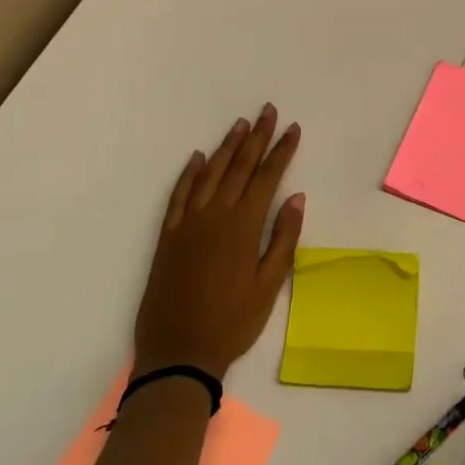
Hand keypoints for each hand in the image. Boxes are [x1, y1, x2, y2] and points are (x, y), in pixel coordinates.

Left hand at [133, 105, 303, 379]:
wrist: (178, 353)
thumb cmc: (232, 323)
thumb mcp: (269, 286)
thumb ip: (283, 239)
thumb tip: (296, 197)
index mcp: (243, 226)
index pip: (267, 177)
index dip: (281, 151)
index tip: (292, 128)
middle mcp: (215, 215)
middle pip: (240, 167)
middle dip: (256, 137)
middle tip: (267, 111)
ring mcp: (188, 224)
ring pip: (210, 174)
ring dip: (227, 147)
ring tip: (240, 124)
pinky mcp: (168, 236)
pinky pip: (179, 195)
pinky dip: (189, 174)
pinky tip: (198, 158)